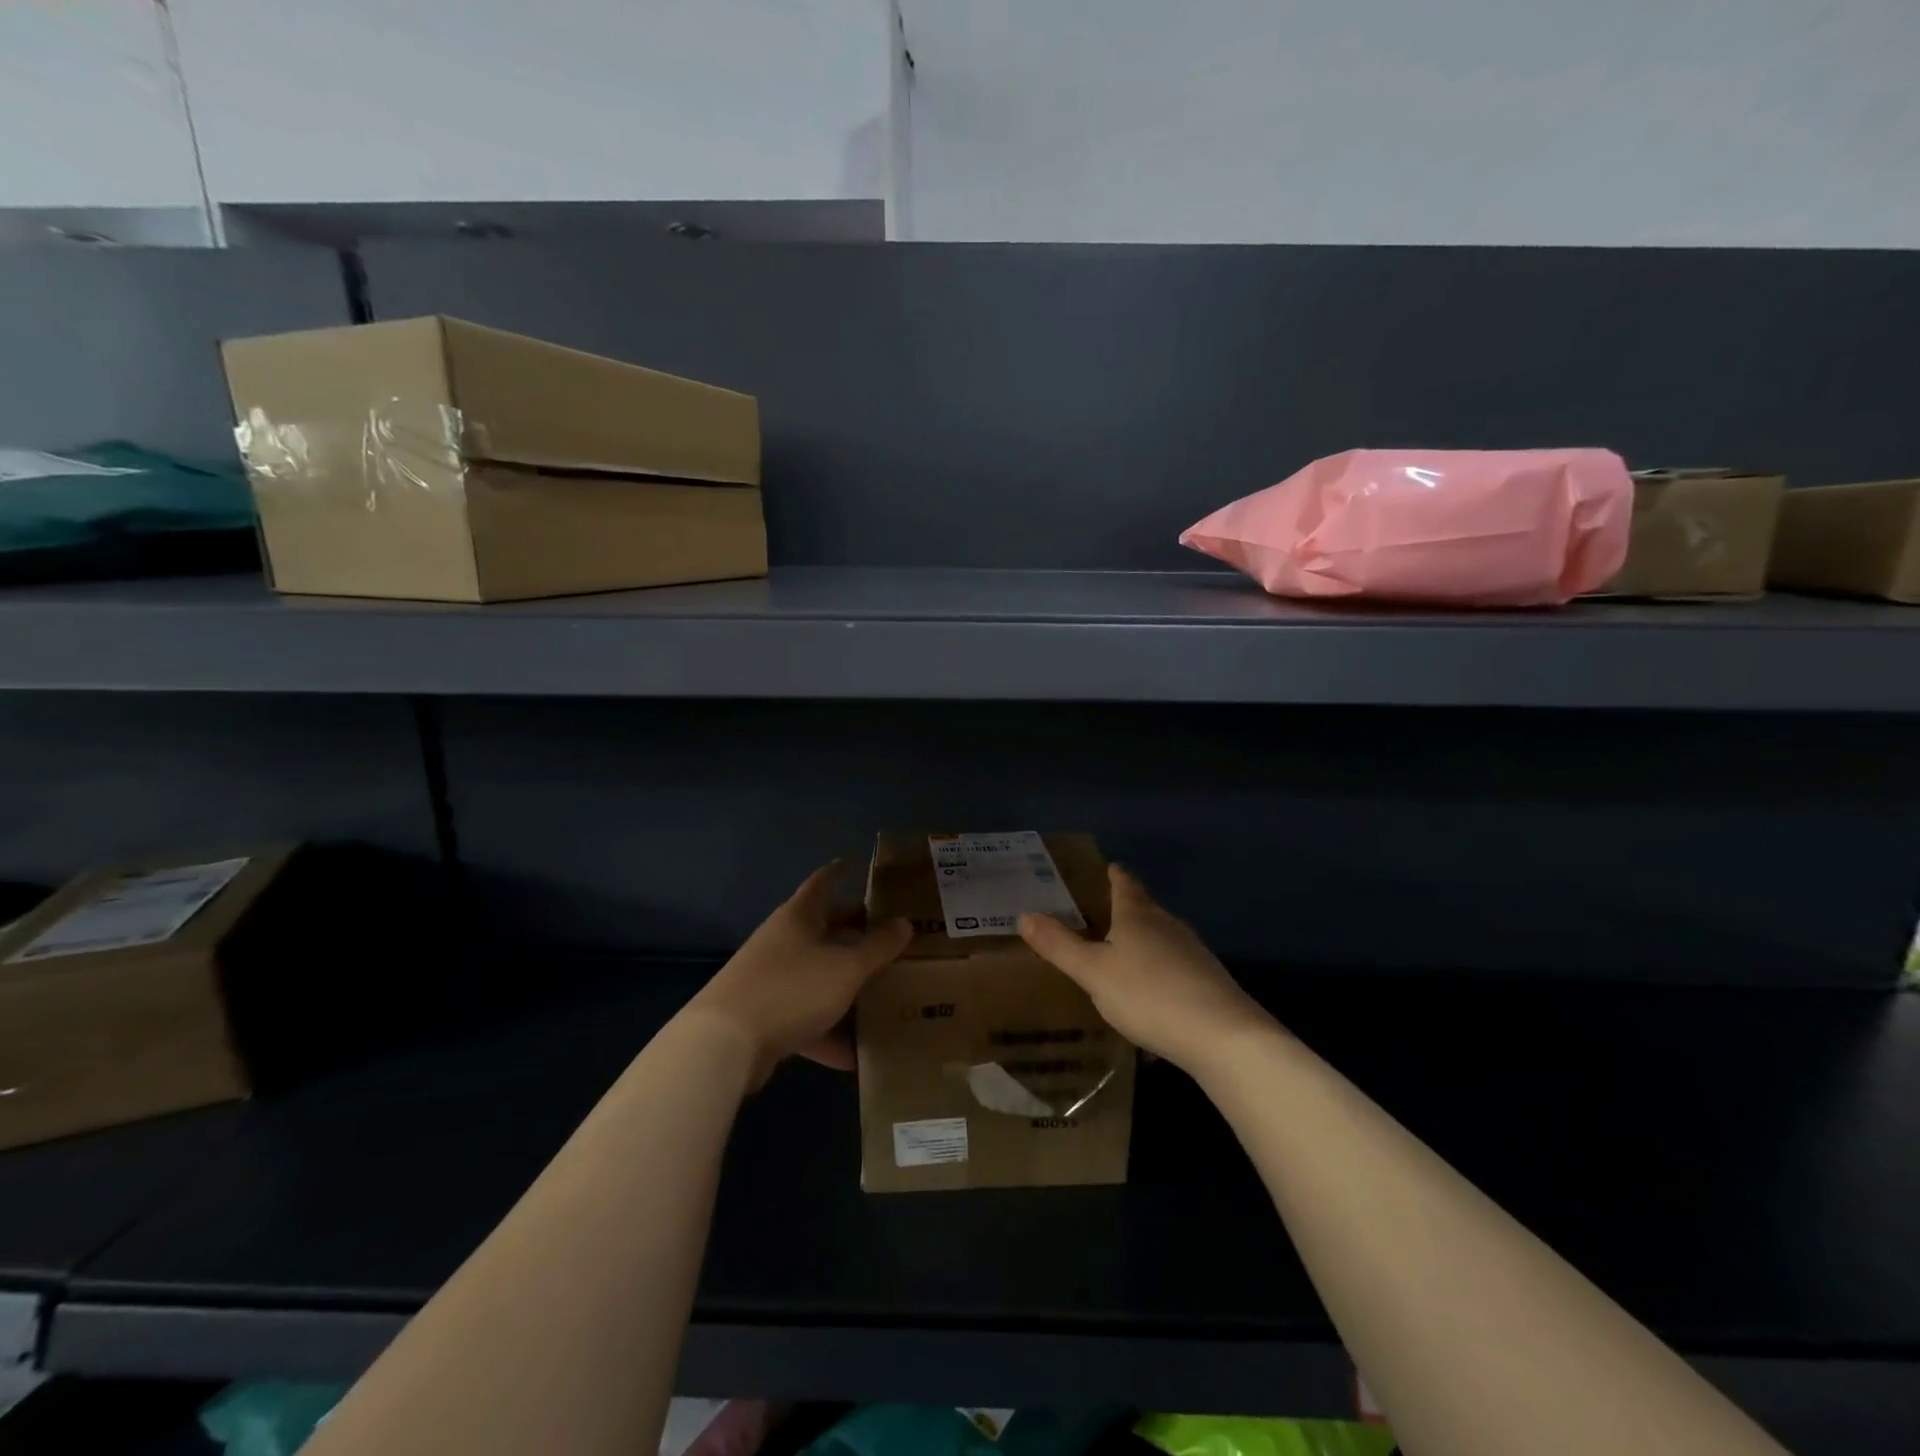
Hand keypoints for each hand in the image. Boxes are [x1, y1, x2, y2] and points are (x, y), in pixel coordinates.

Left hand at [686, 861, 911, 1081]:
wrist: (724, 1044)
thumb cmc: (792, 989)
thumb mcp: (846, 968)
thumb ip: (878, 947)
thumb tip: (904, 923)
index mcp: (798, 918)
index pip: (822, 883)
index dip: (839, 872)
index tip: (853, 863)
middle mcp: (781, 942)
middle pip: (821, 930)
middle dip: (851, 930)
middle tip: (884, 931)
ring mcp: (769, 980)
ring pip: (815, 976)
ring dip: (843, 985)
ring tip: (879, 993)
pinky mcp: (763, 1018)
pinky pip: (805, 1019)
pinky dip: (829, 1033)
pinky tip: (855, 1056)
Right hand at [1018, 864, 1273, 1073]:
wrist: (1222, 1036)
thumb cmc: (1149, 995)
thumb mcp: (1093, 972)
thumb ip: (1059, 945)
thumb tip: (1024, 914)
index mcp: (1138, 915)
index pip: (1124, 883)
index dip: (1113, 874)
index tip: (1106, 868)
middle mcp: (1168, 924)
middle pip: (1145, 907)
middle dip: (1125, 908)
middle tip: (1101, 912)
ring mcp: (1193, 952)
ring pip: (1162, 936)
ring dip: (1143, 940)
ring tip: (1122, 952)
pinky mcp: (1208, 980)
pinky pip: (1175, 965)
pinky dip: (1159, 969)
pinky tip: (1150, 992)